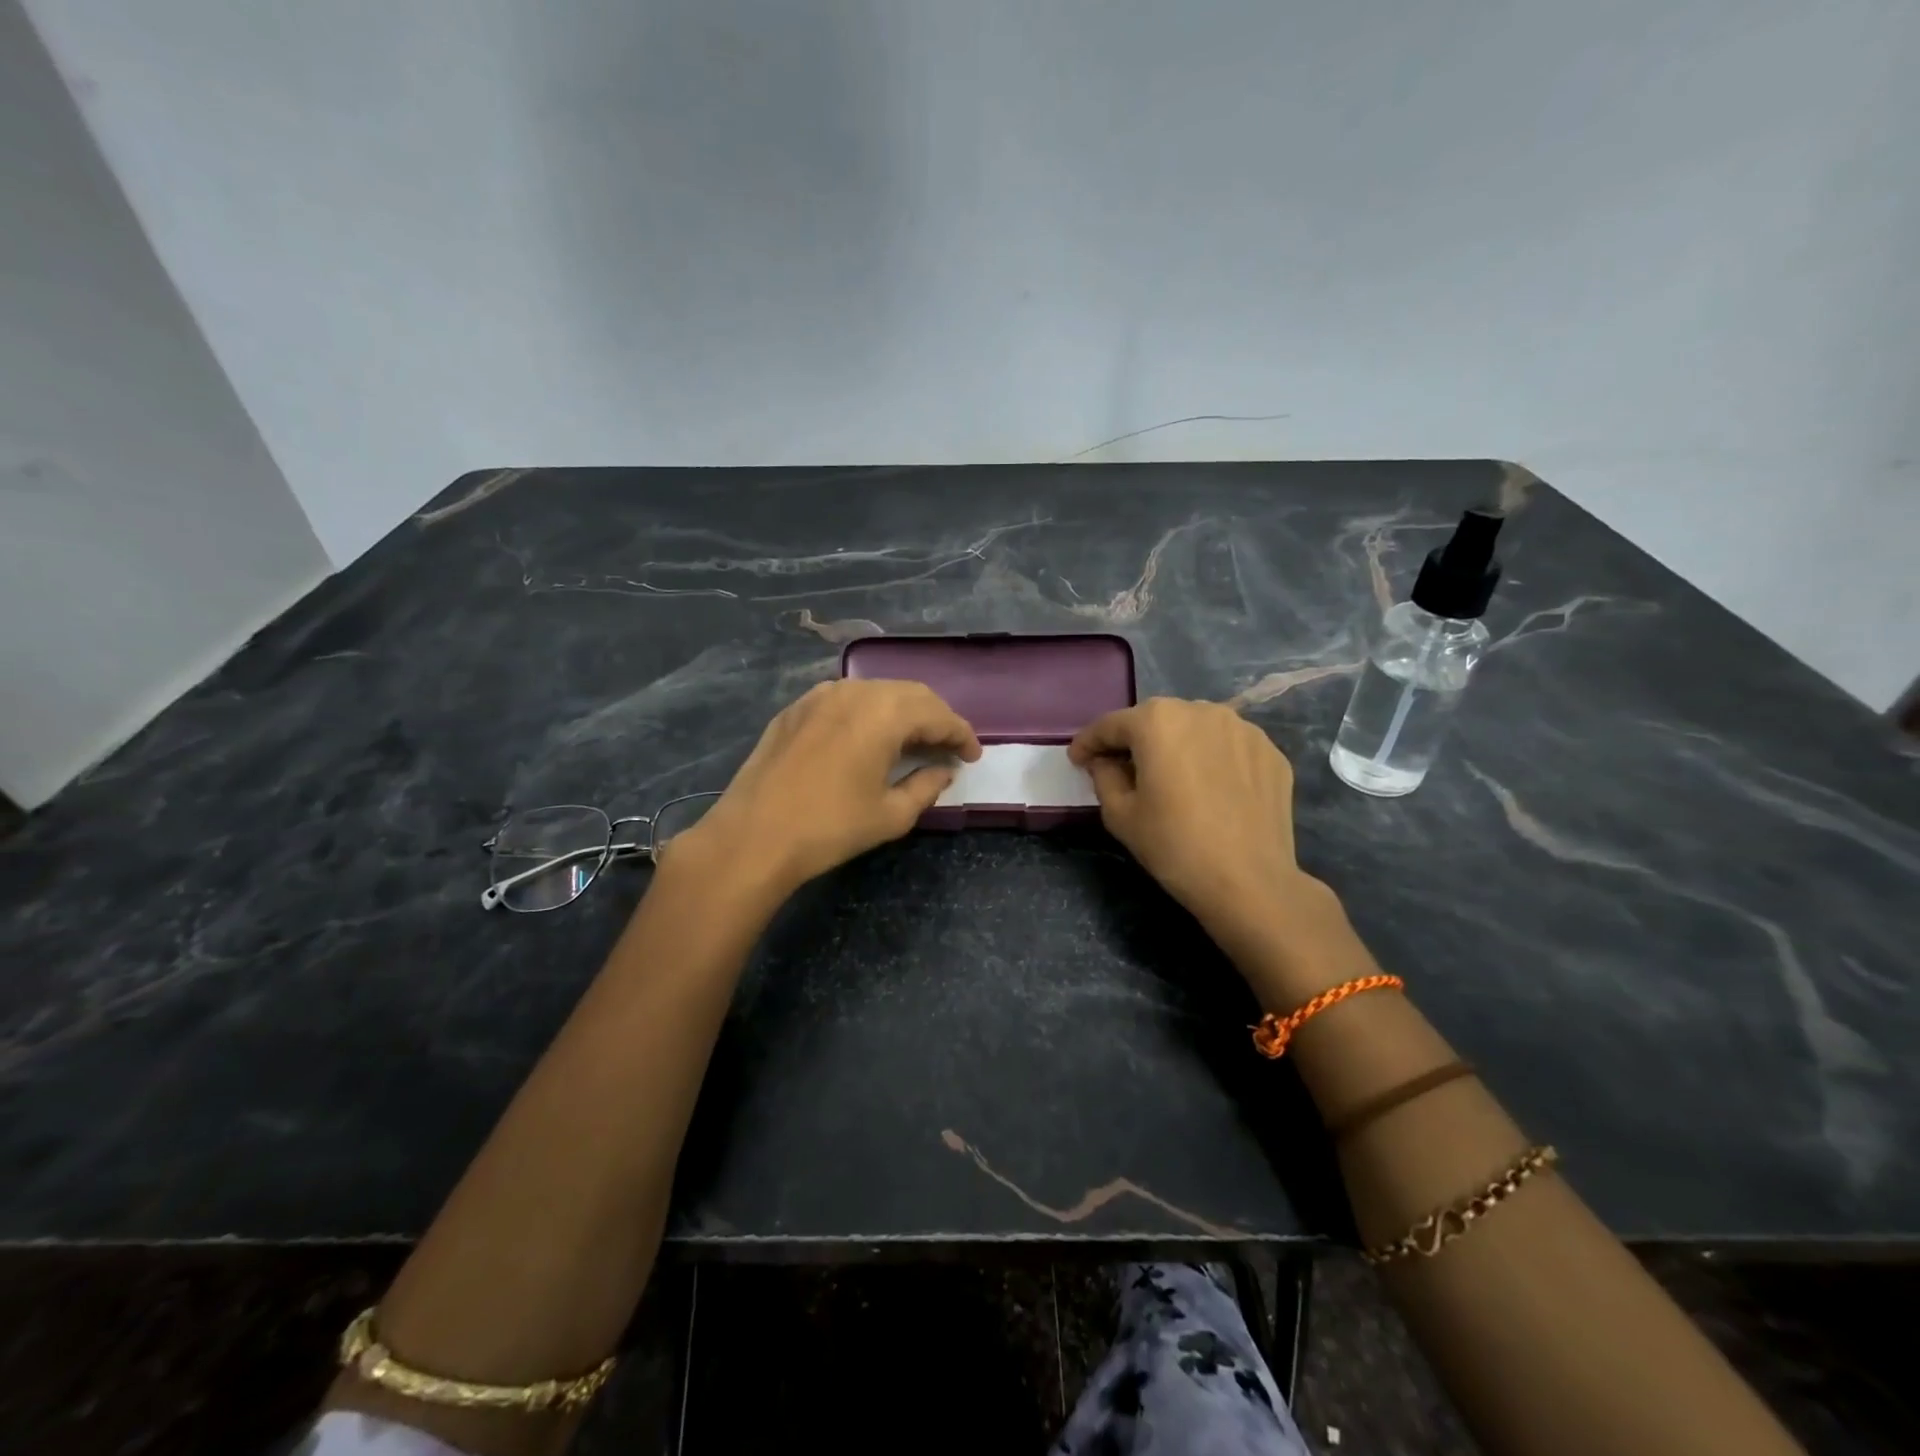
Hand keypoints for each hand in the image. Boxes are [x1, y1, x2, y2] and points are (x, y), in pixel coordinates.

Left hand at [673, 678, 980, 896]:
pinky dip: (868, 712)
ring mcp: (820, 696)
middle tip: (947, 747)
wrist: (753, 836)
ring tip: (912, 741)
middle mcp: (854, 692)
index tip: (973, 756)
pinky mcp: (796, 708)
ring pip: (876, 691)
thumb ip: (926, 787)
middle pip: (910, 694)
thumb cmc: (829, 828)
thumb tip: (943, 771)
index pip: (937, 714)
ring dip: (901, 712)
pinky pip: (845, 699)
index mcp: (884, 714)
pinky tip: (868, 737)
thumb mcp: (891, 815)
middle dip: (935, 718)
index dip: (961, 734)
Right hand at [1069, 697, 1357, 999]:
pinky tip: (1209, 789)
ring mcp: (1242, 729)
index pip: (1111, 724)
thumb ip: (1104, 776)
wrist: (1249, 882)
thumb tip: (1105, 762)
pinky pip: (1227, 747)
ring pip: (1195, 729)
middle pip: (1156, 720)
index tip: (1078, 759)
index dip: (1088, 742)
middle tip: (1121, 769)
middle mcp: (1201, 710)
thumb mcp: (1120, 815)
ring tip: (1171, 778)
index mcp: (1157, 721)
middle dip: (1135, 741)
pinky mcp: (1270, 751)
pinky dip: (1211, 759)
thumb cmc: (1174, 846)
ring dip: (1176, 747)